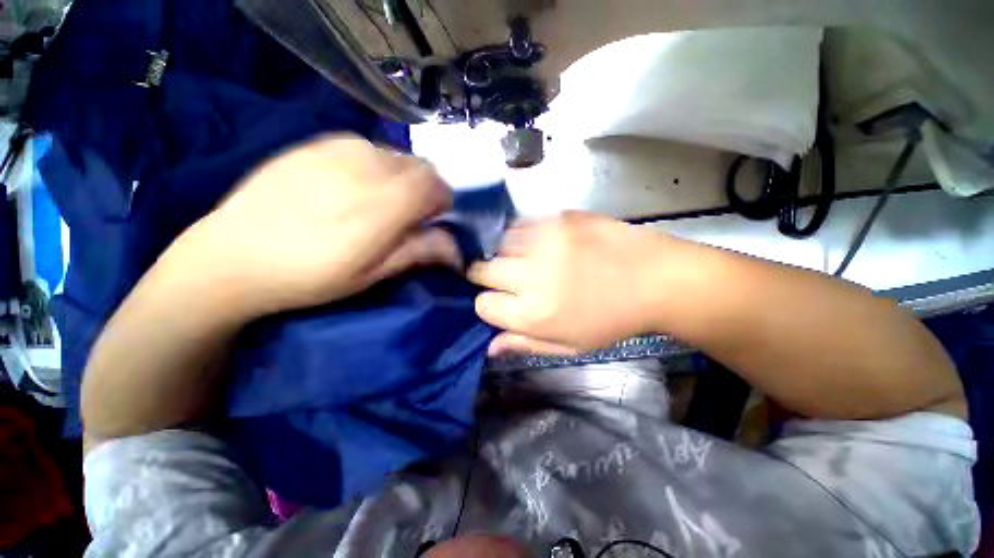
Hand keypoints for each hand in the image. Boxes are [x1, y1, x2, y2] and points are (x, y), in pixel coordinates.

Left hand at [167, 134, 460, 316]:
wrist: (230, 258)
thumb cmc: (308, 277)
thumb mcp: (370, 275)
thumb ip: (416, 252)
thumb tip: (455, 247)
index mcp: (381, 207)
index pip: (434, 184)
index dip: (443, 200)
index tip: (434, 218)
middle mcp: (363, 169)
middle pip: (419, 166)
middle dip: (425, 188)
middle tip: (410, 212)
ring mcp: (335, 151)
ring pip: (394, 154)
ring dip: (401, 175)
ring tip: (382, 199)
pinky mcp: (313, 145)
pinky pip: (363, 145)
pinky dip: (374, 163)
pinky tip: (353, 184)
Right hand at [468, 211, 673, 354]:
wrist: (656, 279)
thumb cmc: (613, 320)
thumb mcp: (570, 346)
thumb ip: (525, 344)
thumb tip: (490, 345)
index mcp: (533, 313)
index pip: (482, 305)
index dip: (489, 305)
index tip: (503, 302)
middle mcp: (530, 275)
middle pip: (482, 270)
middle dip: (488, 276)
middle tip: (508, 279)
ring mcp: (543, 241)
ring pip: (498, 245)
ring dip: (506, 255)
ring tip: (527, 260)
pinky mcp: (557, 218)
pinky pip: (520, 224)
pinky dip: (522, 235)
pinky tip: (539, 242)